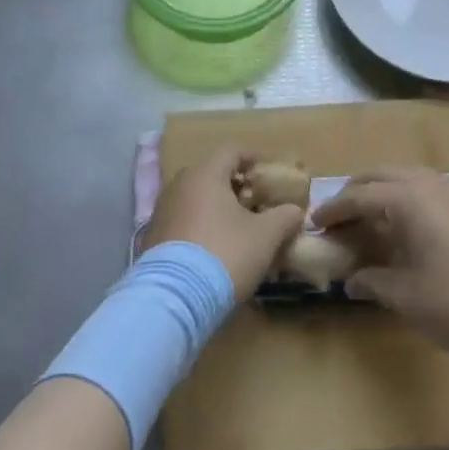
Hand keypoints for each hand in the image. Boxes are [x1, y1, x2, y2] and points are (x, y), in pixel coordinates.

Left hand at [142, 147, 303, 301]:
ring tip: (238, 228)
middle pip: (212, 174)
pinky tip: (215, 248)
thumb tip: (294, 211)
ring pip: (196, 198)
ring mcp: (162, 211)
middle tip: (257, 202)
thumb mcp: (265, 236)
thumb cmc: (225, 253)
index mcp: (205, 174)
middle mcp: (179, 184)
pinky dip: (202, 225)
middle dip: (236, 185)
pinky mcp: (153, 237)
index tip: (270, 172)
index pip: (232, 151)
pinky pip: (184, 220)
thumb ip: (284, 217)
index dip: (254, 157)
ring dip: (218, 207)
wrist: (174, 298)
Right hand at [312, 167, 448, 361]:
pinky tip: (403, 227)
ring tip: (366, 219)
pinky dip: (405, 198)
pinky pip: (426, 188)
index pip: (359, 196)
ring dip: (381, 191)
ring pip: (406, 177)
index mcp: (408, 198)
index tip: (314, 223)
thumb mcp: (407, 297)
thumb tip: (350, 280)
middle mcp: (429, 184)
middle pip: (381, 175)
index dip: (334, 210)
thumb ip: (373, 282)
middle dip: (355, 192)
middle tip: (336, 217)